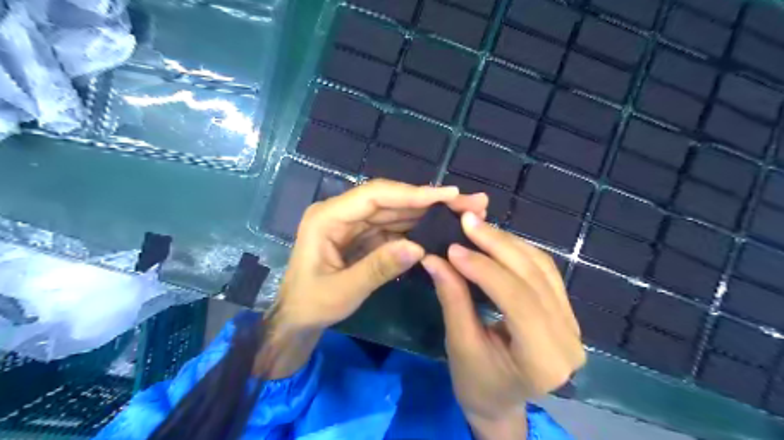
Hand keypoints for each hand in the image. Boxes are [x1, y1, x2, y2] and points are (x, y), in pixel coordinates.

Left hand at [257, 178, 487, 377]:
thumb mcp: (342, 291)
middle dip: (429, 200)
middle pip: (390, 200)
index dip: (412, 193)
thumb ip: (378, 268)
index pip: (375, 196)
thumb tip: (418, 247)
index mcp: (328, 218)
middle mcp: (342, 213)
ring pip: (395, 212)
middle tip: (468, 201)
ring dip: (427, 212)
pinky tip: (438, 229)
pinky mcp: (363, 236)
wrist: (295, 319)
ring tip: (461, 211)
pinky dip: (416, 228)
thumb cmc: (310, 305)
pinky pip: (393, 228)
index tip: (448, 195)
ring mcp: (353, 224)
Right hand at [424, 211, 580, 435]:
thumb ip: (452, 299)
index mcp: (544, 360)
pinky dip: (518, 250)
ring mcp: (572, 323)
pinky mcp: (565, 310)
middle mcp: (568, 339)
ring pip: (541, 267)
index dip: (484, 268)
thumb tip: (434, 258)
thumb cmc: (477, 385)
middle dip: (497, 244)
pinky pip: (543, 270)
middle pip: (533, 277)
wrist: (502, 402)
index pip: (517, 299)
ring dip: (507, 242)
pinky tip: (495, 240)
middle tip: (466, 221)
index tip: (453, 247)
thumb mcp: (460, 345)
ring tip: (477, 226)